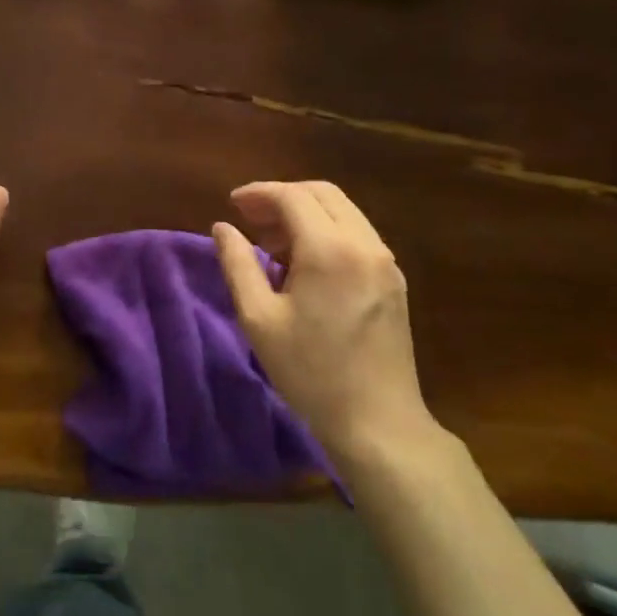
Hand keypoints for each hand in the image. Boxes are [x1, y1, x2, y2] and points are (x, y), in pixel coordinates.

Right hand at [213, 180, 440, 461]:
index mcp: (330, 249)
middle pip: (322, 193)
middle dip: (283, 197)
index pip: (292, 197)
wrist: (379, 422)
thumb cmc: (310, 372)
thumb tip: (222, 227)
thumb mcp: (259, 319)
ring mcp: (385, 261)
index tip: (232, 204)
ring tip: (272, 242)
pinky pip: (356, 234)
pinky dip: (326, 231)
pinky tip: (303, 263)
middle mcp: (364, 244)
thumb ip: (237, 264)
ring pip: (343, 211)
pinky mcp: (394, 279)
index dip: (259, 193)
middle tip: (250, 218)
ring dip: (306, 213)